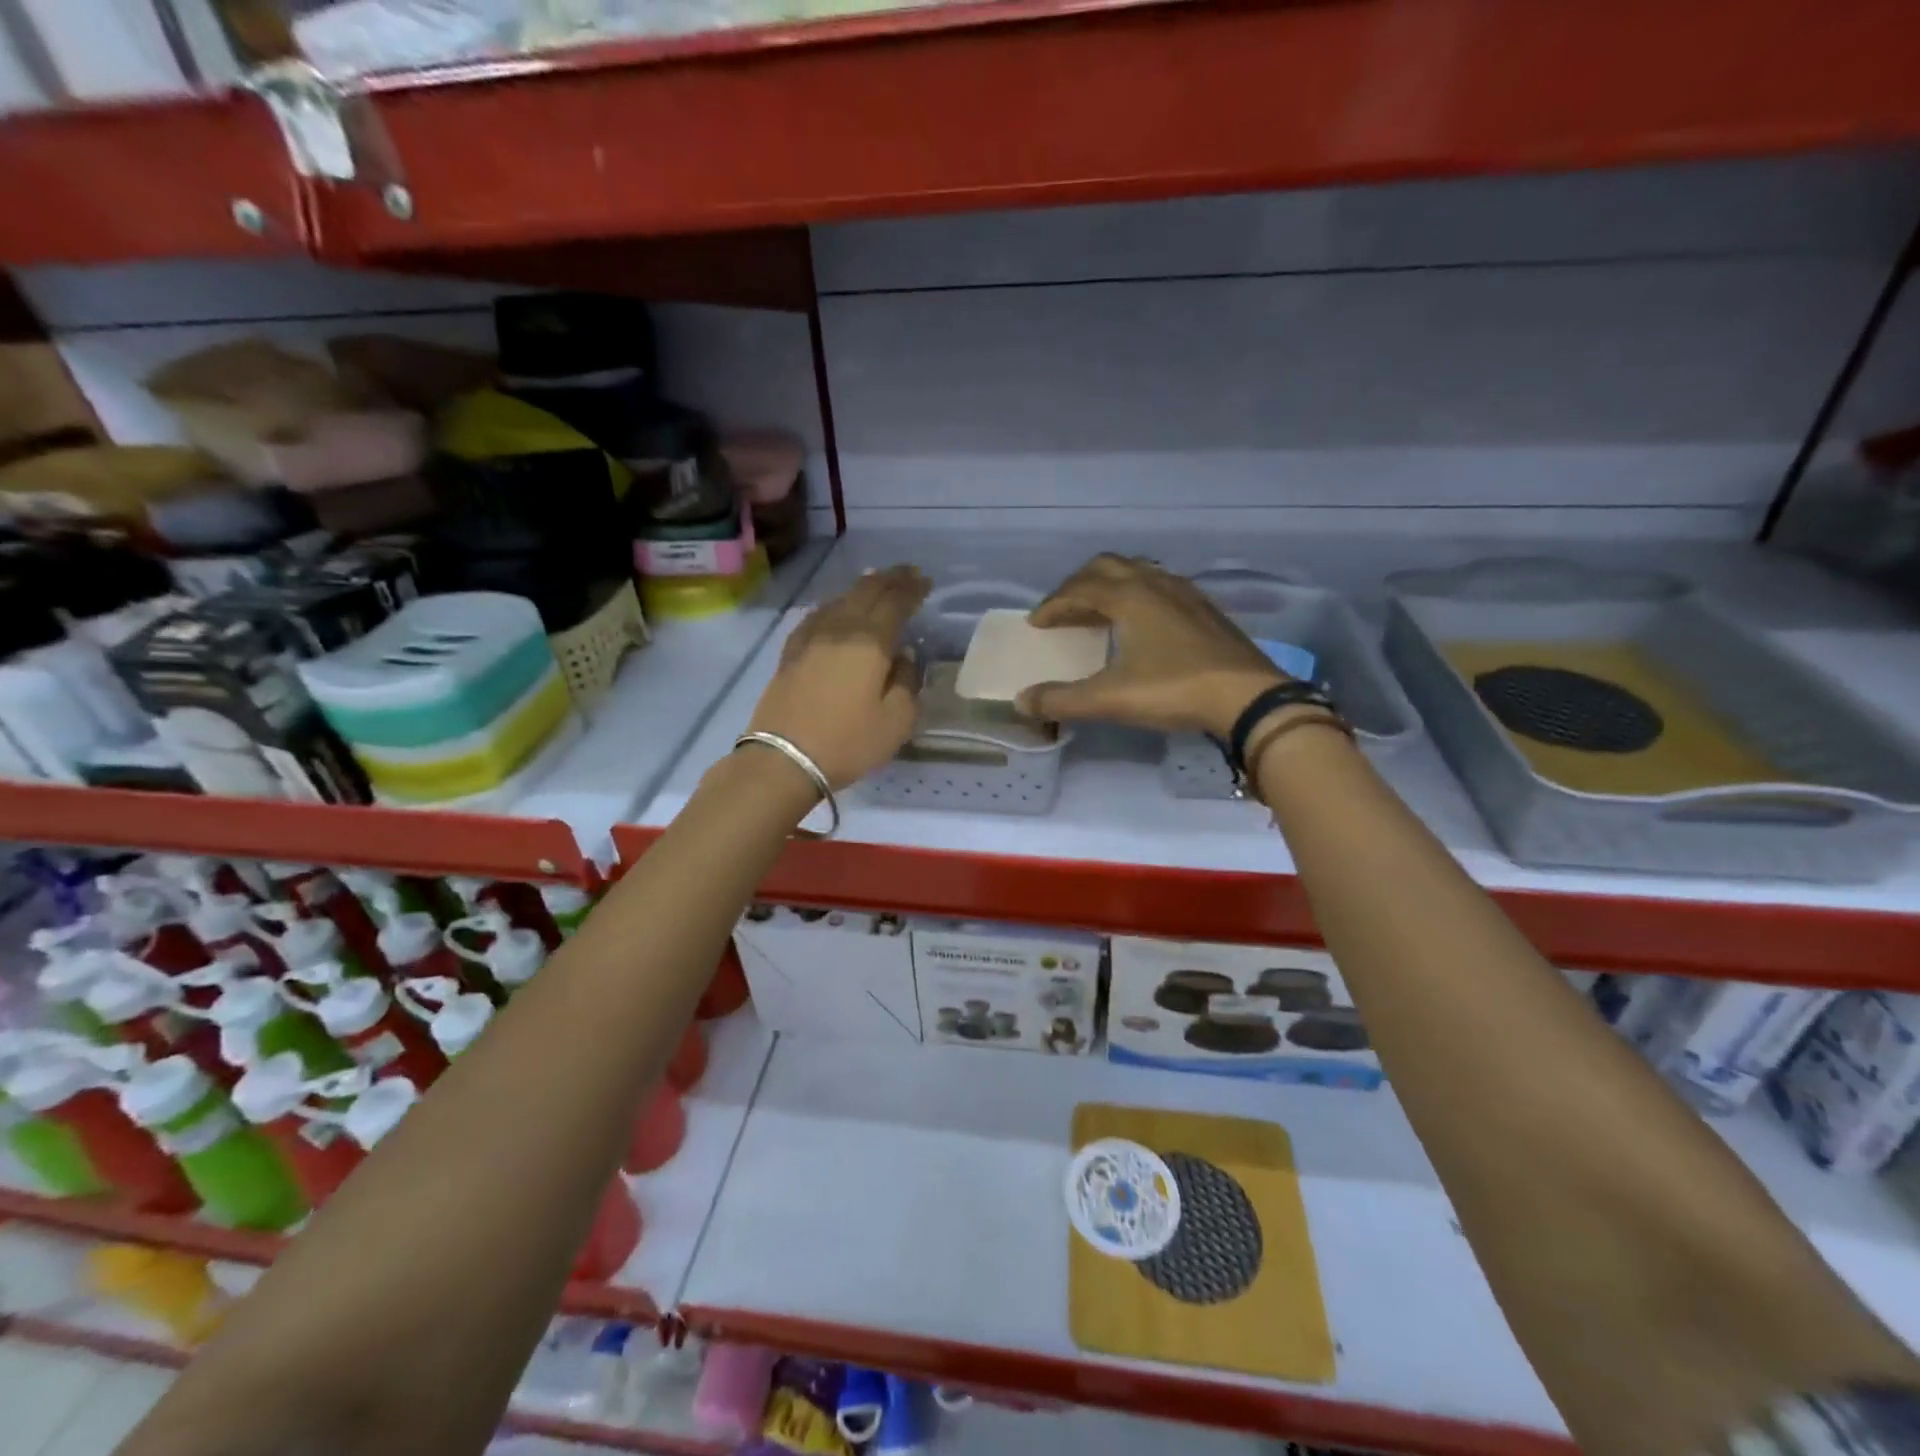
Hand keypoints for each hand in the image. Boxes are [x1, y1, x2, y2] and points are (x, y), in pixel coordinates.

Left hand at [745, 565, 929, 789]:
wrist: (784, 758)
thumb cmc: (848, 742)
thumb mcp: (896, 721)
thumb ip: (907, 683)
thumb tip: (904, 657)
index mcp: (870, 641)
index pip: (895, 601)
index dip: (912, 589)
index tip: (926, 582)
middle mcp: (839, 628)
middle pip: (866, 591)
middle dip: (890, 579)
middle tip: (907, 574)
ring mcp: (810, 638)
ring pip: (840, 599)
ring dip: (863, 588)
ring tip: (877, 585)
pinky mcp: (791, 652)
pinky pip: (818, 616)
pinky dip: (836, 606)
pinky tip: (837, 610)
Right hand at [1016, 555, 1283, 737]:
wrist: (1247, 697)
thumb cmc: (1174, 690)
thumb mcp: (1110, 699)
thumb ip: (1062, 700)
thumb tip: (1022, 702)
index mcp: (1129, 596)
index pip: (1079, 589)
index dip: (1053, 605)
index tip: (1036, 623)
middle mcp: (1155, 584)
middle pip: (1107, 567)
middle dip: (1078, 585)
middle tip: (1063, 611)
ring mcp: (1185, 593)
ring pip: (1137, 572)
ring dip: (1110, 586)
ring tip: (1098, 613)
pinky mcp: (1205, 608)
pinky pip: (1161, 586)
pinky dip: (1138, 595)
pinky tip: (1141, 623)